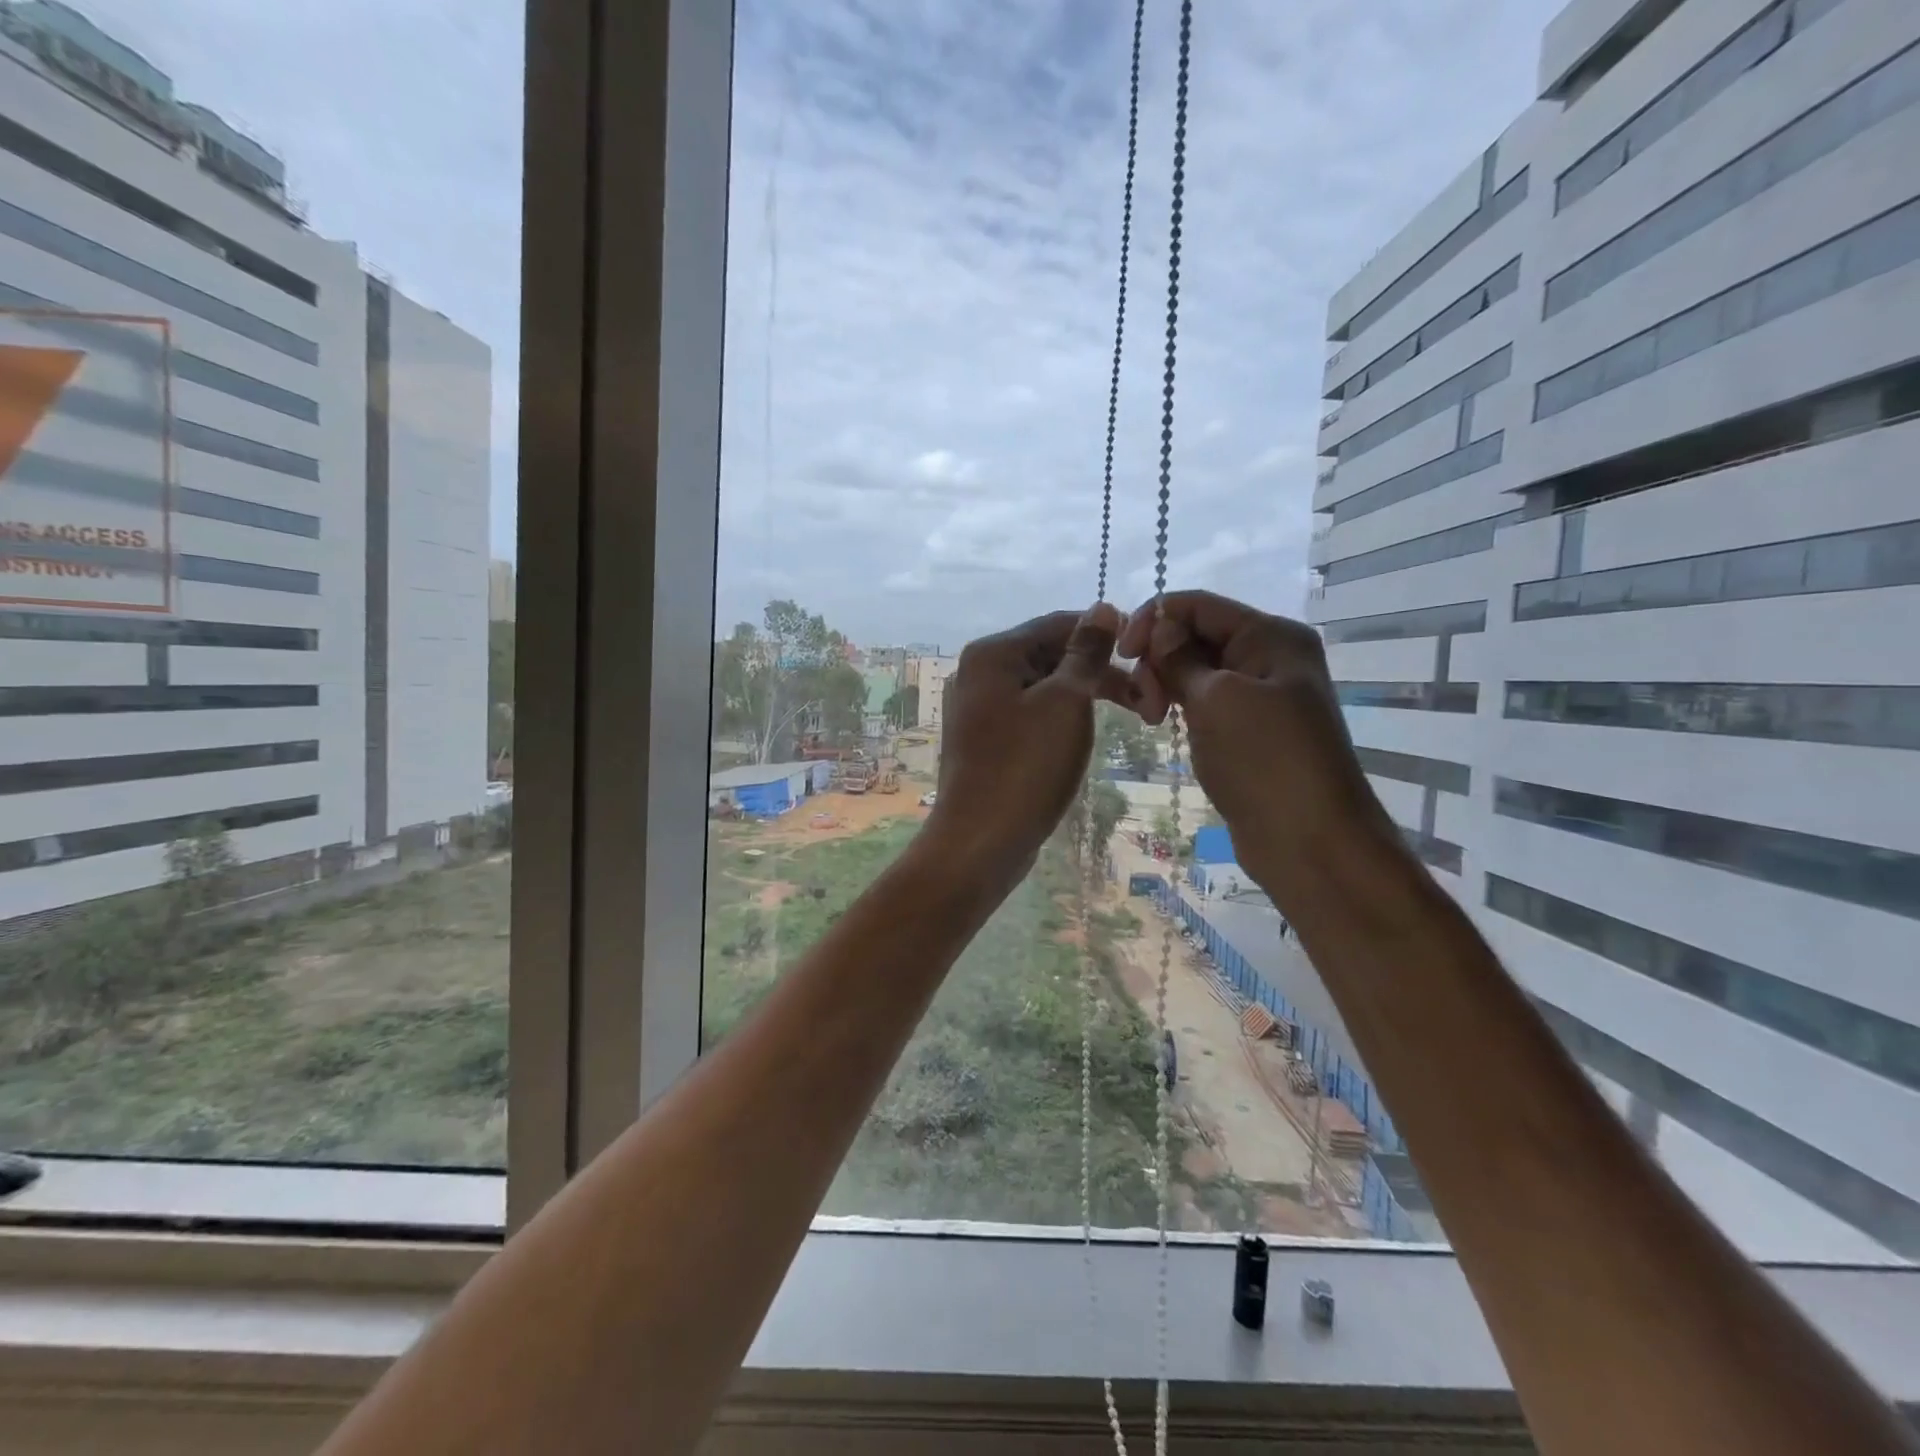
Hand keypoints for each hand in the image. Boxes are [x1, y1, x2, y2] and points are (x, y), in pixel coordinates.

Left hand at [925, 604, 1133, 883]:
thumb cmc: (1025, 767)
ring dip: (1085, 696)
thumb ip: (1086, 653)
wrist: (979, 842)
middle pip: (1049, 655)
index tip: (1148, 655)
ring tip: (1131, 716)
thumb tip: (1104, 608)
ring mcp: (977, 709)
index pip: (1057, 624)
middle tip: (1148, 697)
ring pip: (1042, 688)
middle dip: (1099, 671)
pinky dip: (1061, 718)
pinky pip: (1030, 715)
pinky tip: (1084, 734)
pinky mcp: (985, 741)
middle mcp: (977, 673)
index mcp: (992, 653)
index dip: (1106, 633)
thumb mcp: (1065, 703)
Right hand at [1118, 591, 1397, 874]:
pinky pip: (1205, 700)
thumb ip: (1181, 657)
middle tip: (1144, 703)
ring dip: (1166, 684)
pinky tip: (1163, 724)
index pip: (1198, 605)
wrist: (1310, 842)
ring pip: (1196, 670)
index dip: (1154, 619)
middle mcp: (1268, 656)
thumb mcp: (1217, 700)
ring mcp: (1260, 694)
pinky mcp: (1248, 728)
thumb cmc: (1265, 761)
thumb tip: (1159, 626)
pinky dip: (1180, 706)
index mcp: (1271, 636)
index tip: (1121, 653)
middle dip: (1159, 658)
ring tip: (1151, 719)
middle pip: (1196, 635)